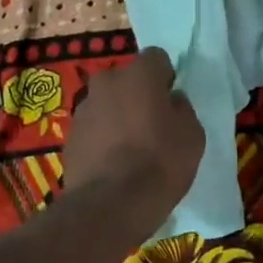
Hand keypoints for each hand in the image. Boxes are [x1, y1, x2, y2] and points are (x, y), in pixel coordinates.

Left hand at [62, 47, 204, 212]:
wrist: (111, 204)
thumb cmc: (161, 162)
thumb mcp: (193, 135)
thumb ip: (182, 109)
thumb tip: (172, 101)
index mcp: (139, 74)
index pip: (156, 58)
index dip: (165, 77)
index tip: (171, 101)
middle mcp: (107, 82)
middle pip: (126, 80)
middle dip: (137, 95)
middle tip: (151, 124)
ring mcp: (83, 109)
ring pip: (107, 104)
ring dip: (117, 117)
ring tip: (130, 150)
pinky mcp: (69, 137)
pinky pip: (93, 129)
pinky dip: (102, 139)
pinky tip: (113, 165)